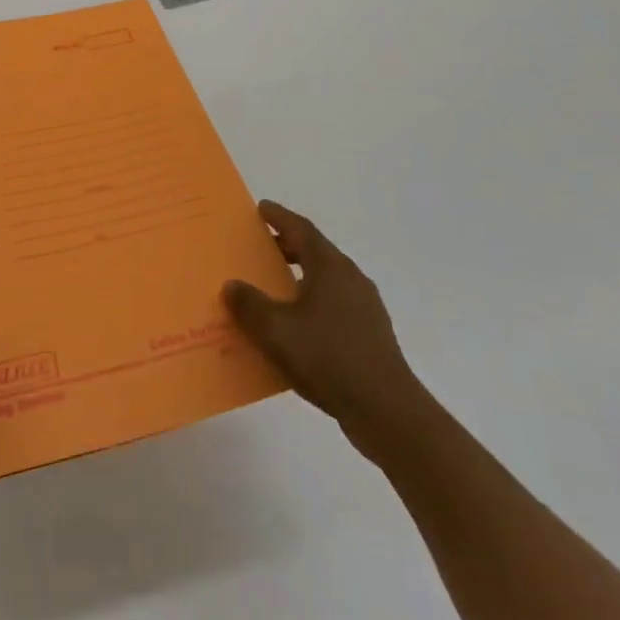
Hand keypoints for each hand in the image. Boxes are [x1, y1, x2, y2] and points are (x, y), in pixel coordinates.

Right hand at [224, 201, 433, 462]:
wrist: (386, 411)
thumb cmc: (328, 358)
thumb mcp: (275, 330)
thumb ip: (249, 304)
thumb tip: (232, 285)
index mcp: (330, 267)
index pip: (302, 229)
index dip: (279, 217)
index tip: (261, 208)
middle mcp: (351, 279)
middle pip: (316, 253)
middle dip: (287, 247)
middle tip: (261, 247)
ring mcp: (365, 308)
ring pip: (326, 281)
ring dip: (299, 278)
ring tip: (273, 288)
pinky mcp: (370, 336)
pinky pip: (333, 307)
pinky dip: (310, 305)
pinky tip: (294, 328)